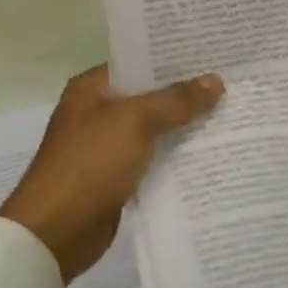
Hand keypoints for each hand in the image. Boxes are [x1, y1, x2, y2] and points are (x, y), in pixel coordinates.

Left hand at [0, 65, 222, 282]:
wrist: (56, 231)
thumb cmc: (90, 163)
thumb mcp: (136, 121)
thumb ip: (176, 100)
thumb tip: (215, 81)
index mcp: (92, 88)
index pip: (139, 63)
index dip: (175, 59)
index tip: (214, 56)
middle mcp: (98, 112)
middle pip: (150, 96)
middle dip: (186, 94)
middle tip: (232, 84)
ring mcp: (106, 146)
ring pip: (154, 129)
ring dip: (184, 127)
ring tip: (230, 115)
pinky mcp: (117, 177)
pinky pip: (153, 159)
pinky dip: (176, 157)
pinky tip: (210, 153)